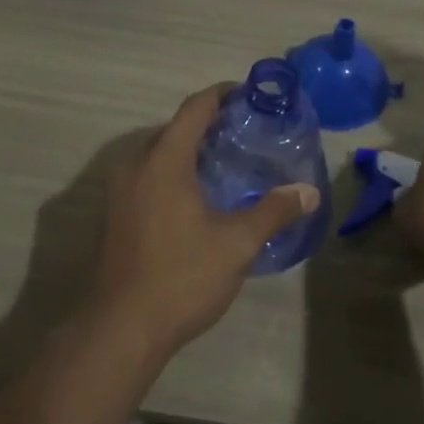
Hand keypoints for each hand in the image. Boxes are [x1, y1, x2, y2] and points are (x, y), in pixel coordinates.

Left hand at [86, 84, 319, 359]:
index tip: (248, 95)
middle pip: (174, 130)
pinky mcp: (115, 217)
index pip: (194, 109)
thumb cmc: (182, 276)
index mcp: (164, 162)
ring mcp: (120, 194)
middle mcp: (135, 167)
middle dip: (208, 125)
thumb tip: (309, 192)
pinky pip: (147, 179)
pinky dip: (173, 175)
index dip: (221, 95)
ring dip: (189, 152)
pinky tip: (198, 200)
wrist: (122, 328)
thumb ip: (273, 212)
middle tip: (246, 134)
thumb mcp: (237, 243)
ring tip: (226, 165)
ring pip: (158, 156)